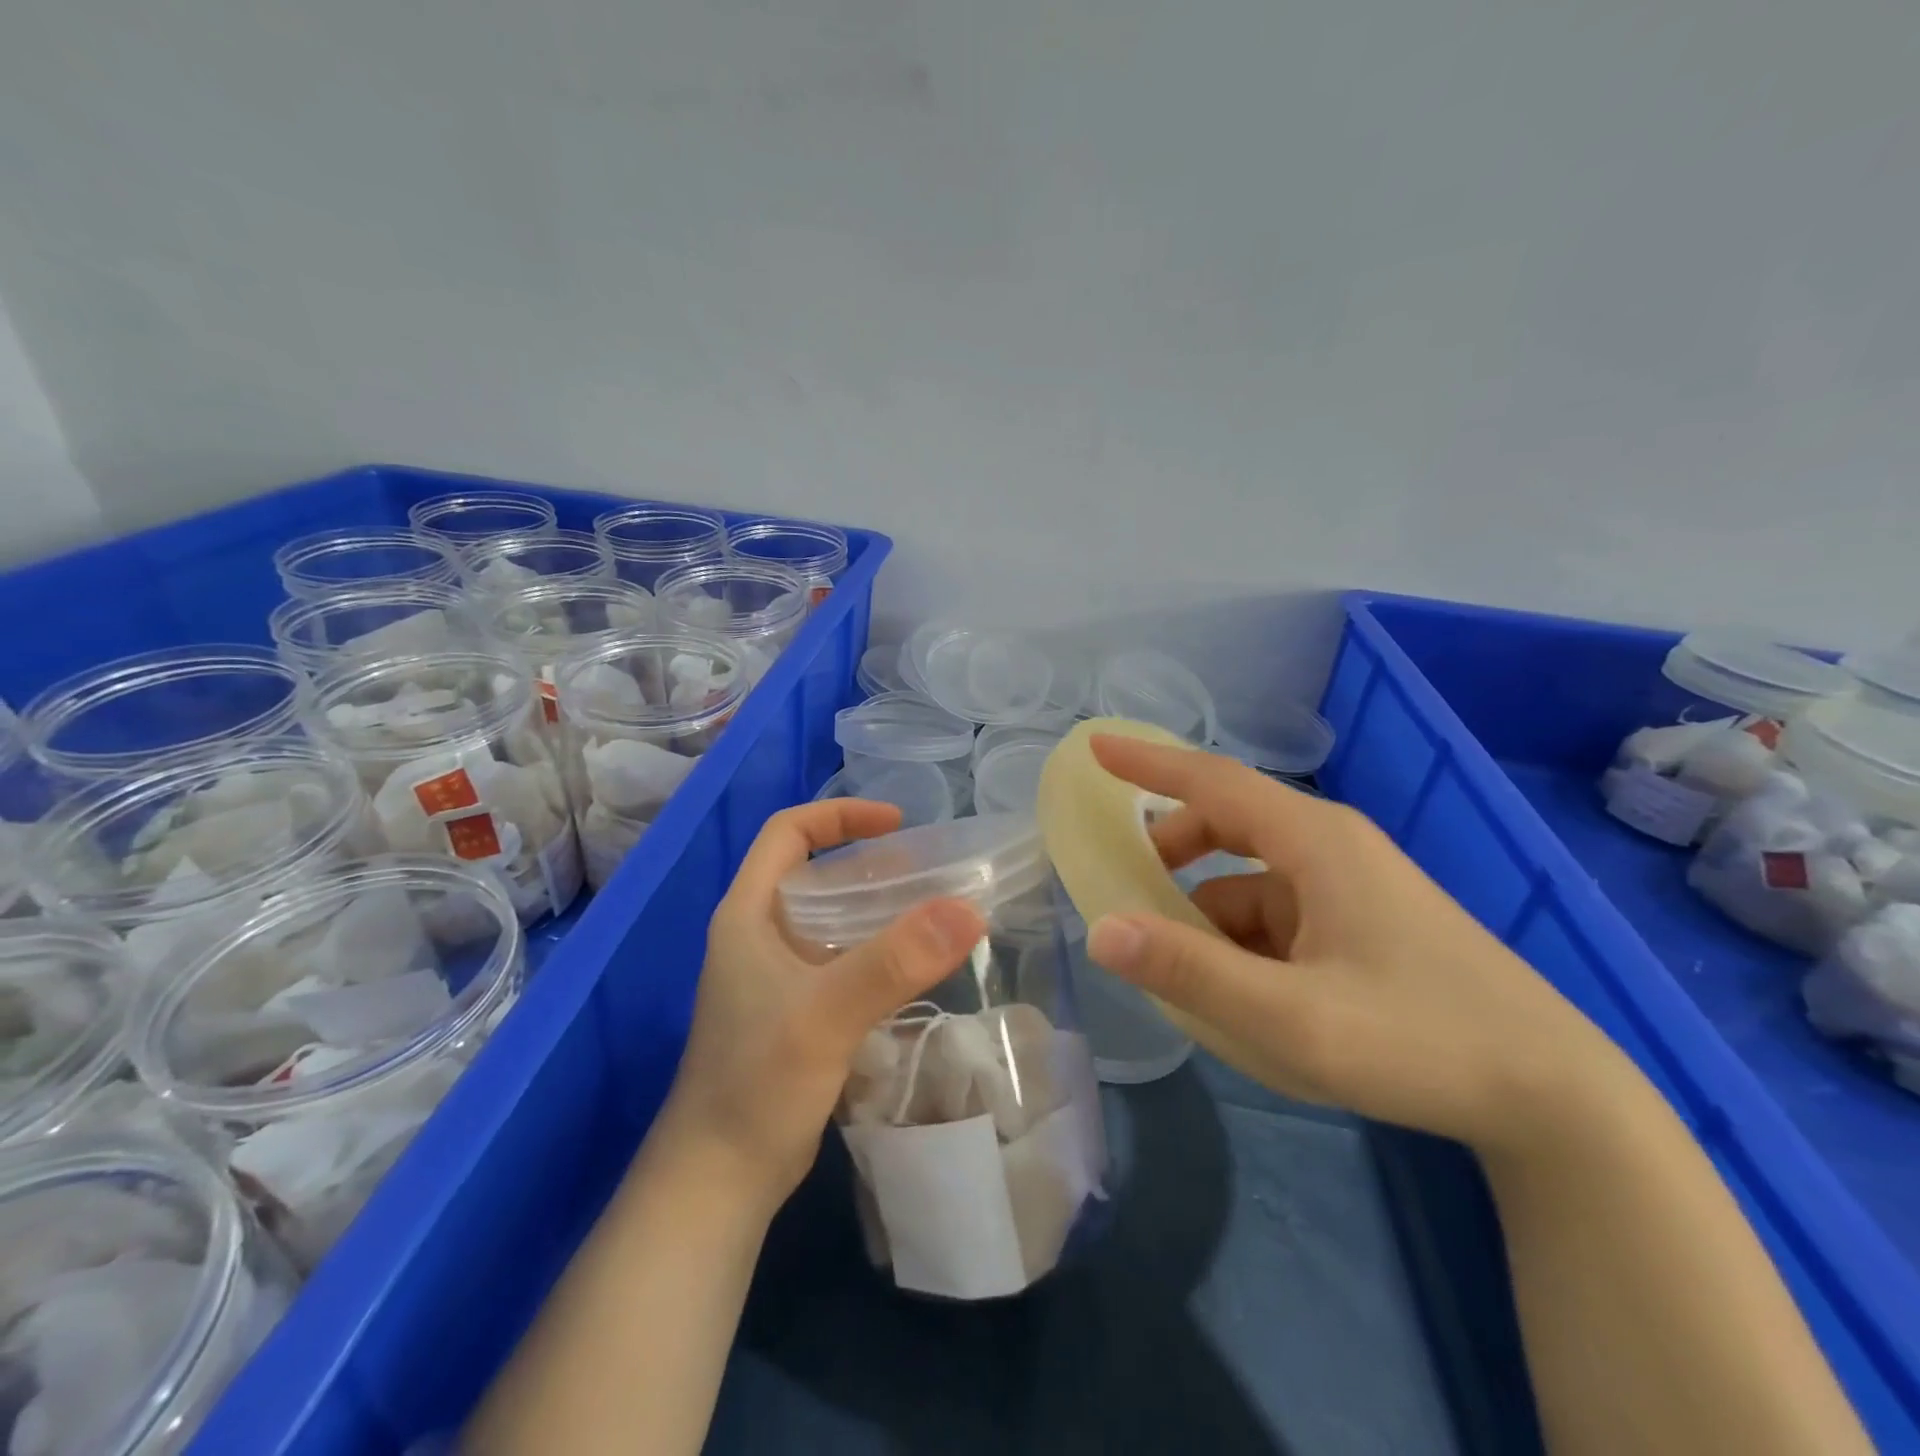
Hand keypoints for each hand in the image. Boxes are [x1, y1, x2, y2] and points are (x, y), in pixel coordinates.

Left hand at [659, 799, 985, 1207]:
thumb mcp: (827, 1014)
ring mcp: (776, 977)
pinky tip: (915, 967)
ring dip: (878, 909)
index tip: (897, 822)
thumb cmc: (758, 1084)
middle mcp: (759, 936)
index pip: (787, 832)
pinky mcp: (795, 1012)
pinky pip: (841, 961)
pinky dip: (877, 952)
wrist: (719, 1181)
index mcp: (748, 915)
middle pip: (815, 873)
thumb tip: (968, 909)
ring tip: (934, 911)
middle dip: (869, 863)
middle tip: (929, 870)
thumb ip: (895, 961)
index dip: (840, 815)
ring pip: (831, 919)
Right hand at [1083, 735, 1632, 1156]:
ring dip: (1207, 912)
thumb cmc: (1419, 1040)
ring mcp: (1351, 885)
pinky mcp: (1363, 922)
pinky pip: (1279, 912)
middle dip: (1171, 852)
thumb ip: (1190, 972)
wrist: (1555, 1097)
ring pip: (1250, 878)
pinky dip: (1243, 939)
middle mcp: (1331, 847)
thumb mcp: (1290, 1019)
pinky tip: (1239, 992)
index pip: (1212, 781)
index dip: (1148, 764)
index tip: (1096, 749)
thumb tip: (1100, 930)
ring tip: (1181, 968)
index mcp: (1314, 842)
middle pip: (1227, 825)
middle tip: (1127, 891)